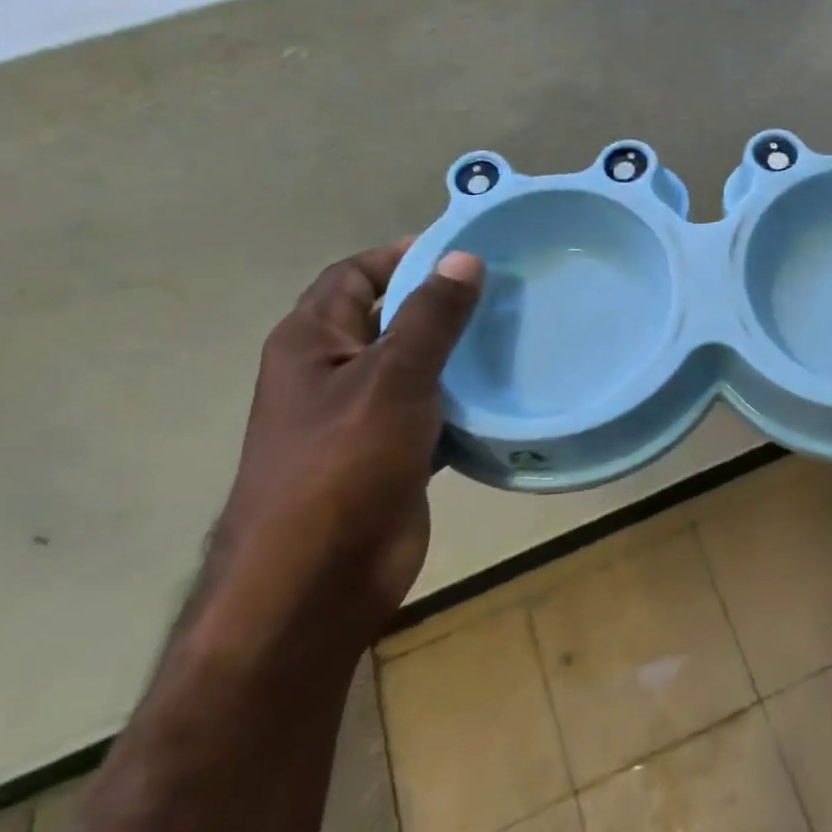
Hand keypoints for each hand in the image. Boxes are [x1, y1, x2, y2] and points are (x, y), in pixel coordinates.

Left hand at [211, 243, 483, 646]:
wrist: (316, 581)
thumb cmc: (342, 466)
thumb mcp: (391, 378)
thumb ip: (431, 318)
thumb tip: (464, 258)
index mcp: (313, 342)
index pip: (355, 275)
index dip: (402, 255)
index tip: (465, 249)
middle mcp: (333, 372)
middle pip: (390, 318)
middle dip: (442, 304)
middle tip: (507, 290)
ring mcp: (363, 417)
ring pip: (417, 368)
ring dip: (459, 354)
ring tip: (518, 334)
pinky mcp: (392, 455)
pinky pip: (433, 411)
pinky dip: (464, 401)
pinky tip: (508, 393)